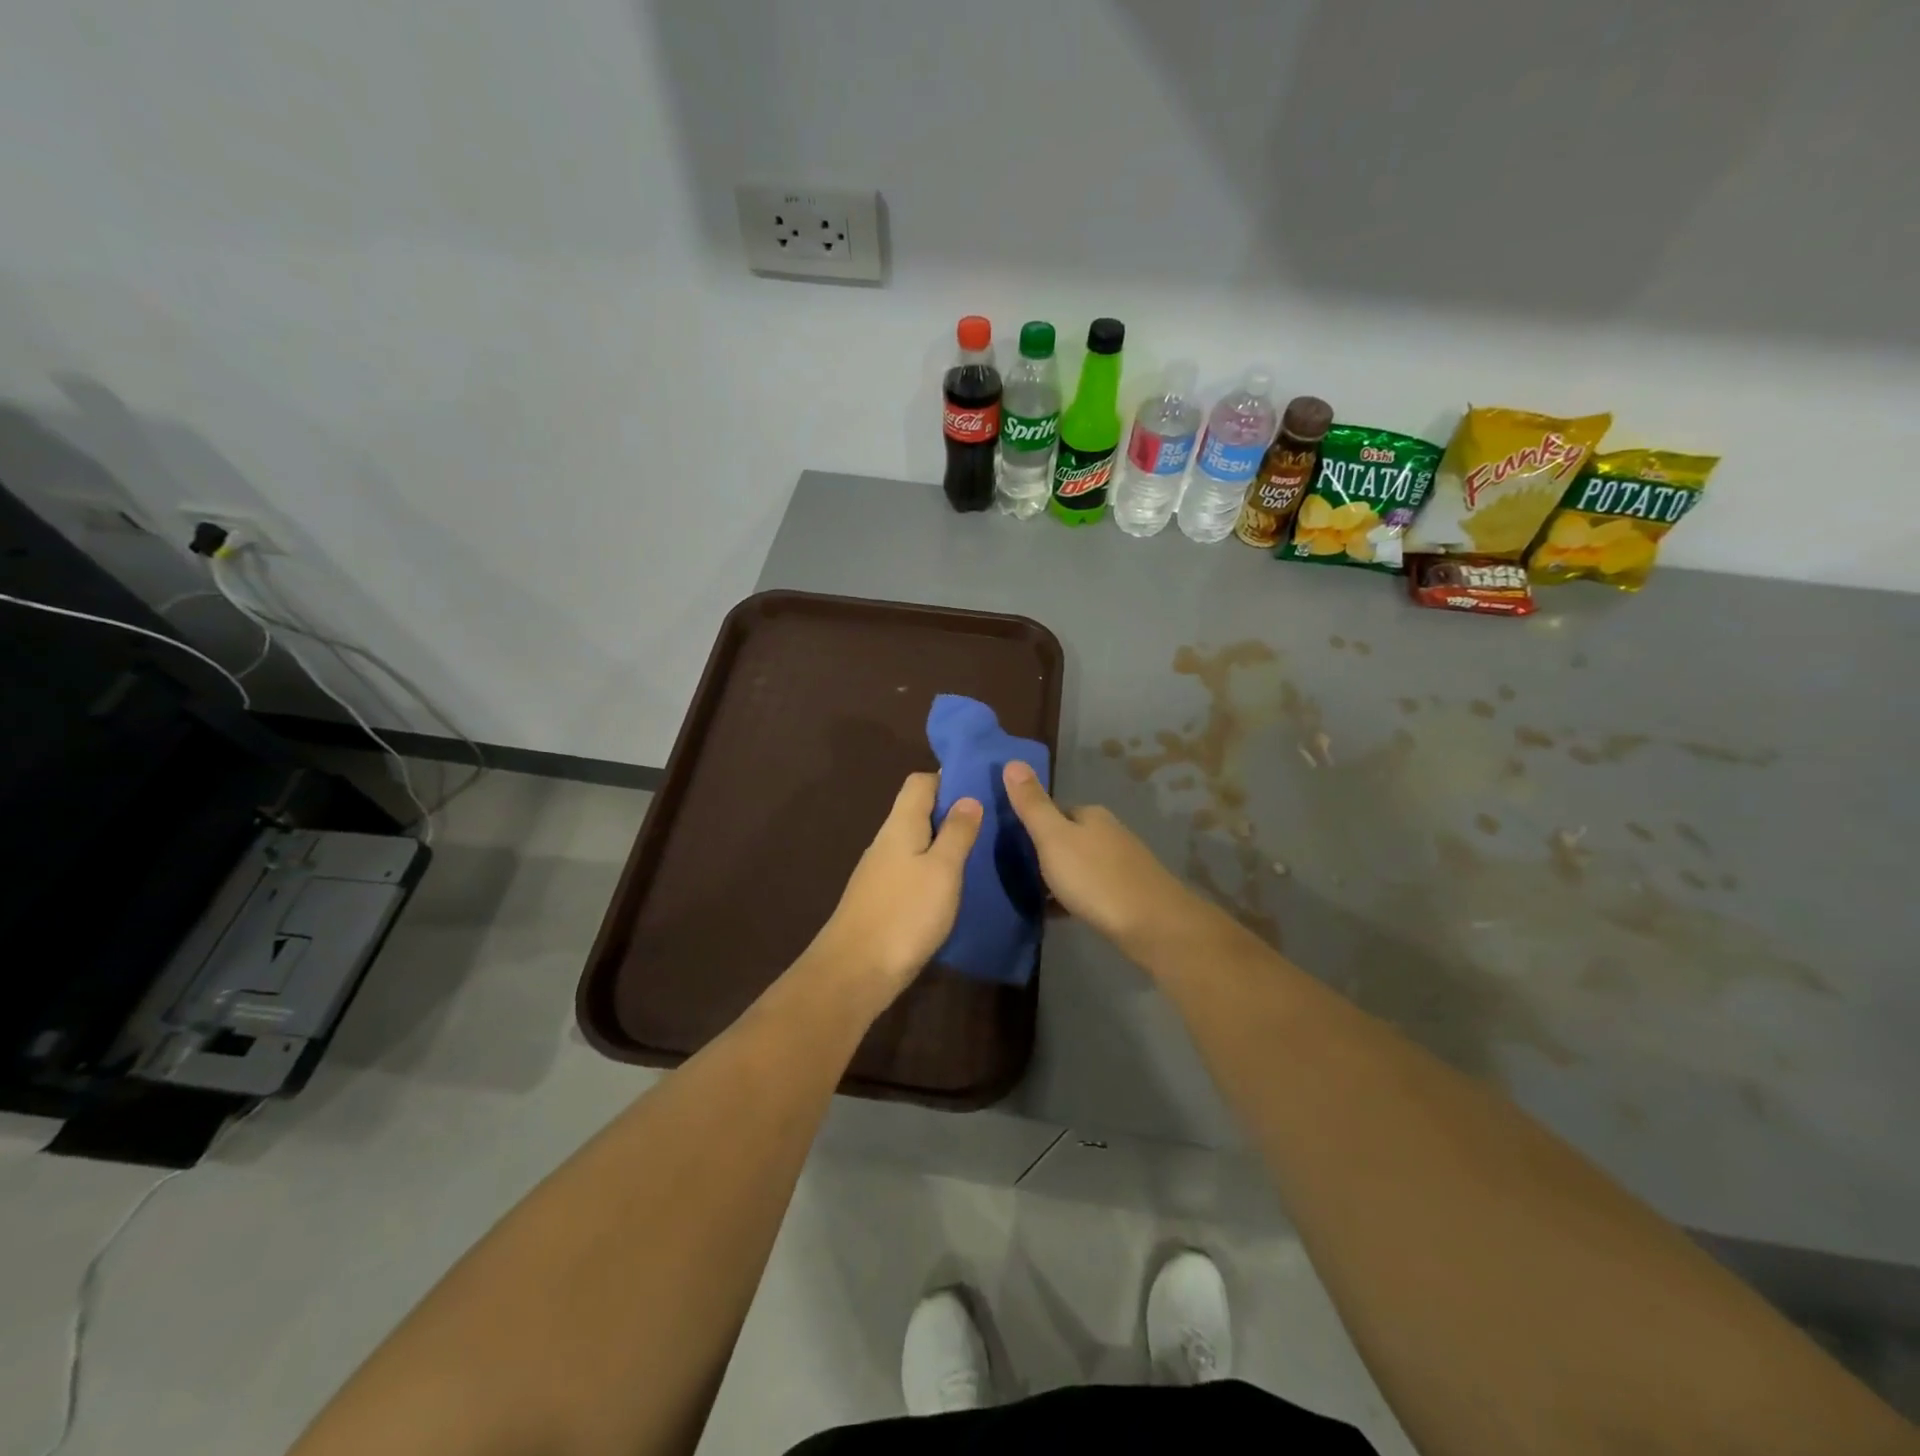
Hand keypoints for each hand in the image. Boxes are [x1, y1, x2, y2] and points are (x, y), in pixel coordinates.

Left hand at [808, 772, 981, 1000]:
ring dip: (946, 842)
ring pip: (917, 842)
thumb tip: (968, 797)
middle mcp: (887, 841)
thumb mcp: (942, 870)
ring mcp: (881, 871)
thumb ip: (957, 833)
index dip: (948, 778)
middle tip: (992, 821)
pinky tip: (955, 885)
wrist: (856, 971)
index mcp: (900, 825)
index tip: (982, 786)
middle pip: (919, 811)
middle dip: (953, 811)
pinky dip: (935, 869)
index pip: (920, 782)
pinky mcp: (883, 898)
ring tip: (982, 851)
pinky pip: (913, 869)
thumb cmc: (905, 913)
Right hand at [1001, 761, 1194, 951]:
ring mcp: (1124, 863)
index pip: (1056, 811)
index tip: (1013, 847)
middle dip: (1048, 853)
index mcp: (1092, 815)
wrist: (1151, 924)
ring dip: (1062, 876)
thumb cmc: (1095, 878)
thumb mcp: (1053, 838)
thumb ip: (1032, 804)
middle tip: (1021, 874)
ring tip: (1037, 896)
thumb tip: (1012, 761)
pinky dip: (1077, 897)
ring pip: (1082, 864)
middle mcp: (1111, 832)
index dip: (1034, 826)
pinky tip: (1063, 913)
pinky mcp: (1130, 892)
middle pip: (1070, 838)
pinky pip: (1094, 888)